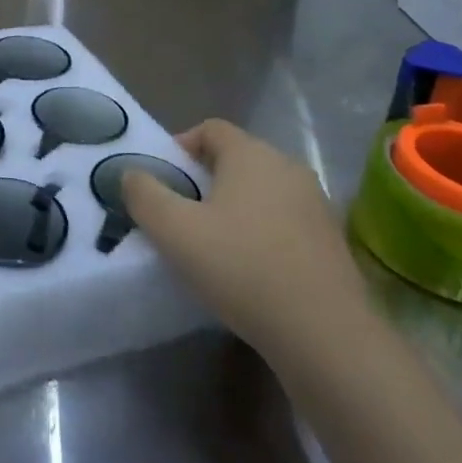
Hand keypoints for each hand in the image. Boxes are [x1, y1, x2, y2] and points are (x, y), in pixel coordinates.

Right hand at [124, 119, 376, 384]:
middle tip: (181, 215)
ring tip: (212, 245)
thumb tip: (130, 173)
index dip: (180, 147)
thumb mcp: (174, 231)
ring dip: (234, 208)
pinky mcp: (331, 240)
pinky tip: (249, 269)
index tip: (163, 180)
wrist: (325, 334)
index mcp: (251, 154)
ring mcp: (315, 203)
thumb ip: (144, 195)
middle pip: (236, 159)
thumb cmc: (242, 268)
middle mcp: (287, 167)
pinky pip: (284, 220)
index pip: (210, 129)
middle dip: (204, 180)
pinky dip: (261, 232)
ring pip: (261, 191)